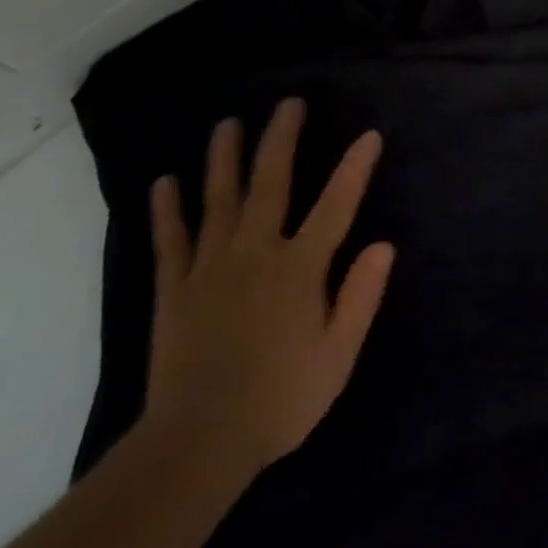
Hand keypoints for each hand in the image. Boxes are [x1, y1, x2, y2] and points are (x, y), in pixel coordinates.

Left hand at [141, 98, 394, 488]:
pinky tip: (163, 182)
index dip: (355, 168)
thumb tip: (384, 244)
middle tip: (288, 104)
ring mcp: (212, 265)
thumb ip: (360, 297)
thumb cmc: (280, 400)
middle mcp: (257, 252)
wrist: (199, 444)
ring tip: (227, 124)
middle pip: (271, 183)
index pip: (336, 205)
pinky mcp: (176, 287)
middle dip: (281, 140)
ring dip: (224, 158)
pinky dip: (167, 210)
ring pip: (219, 199)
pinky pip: (171, 240)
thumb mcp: (337, 356)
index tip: (369, 135)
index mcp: (300, 267)